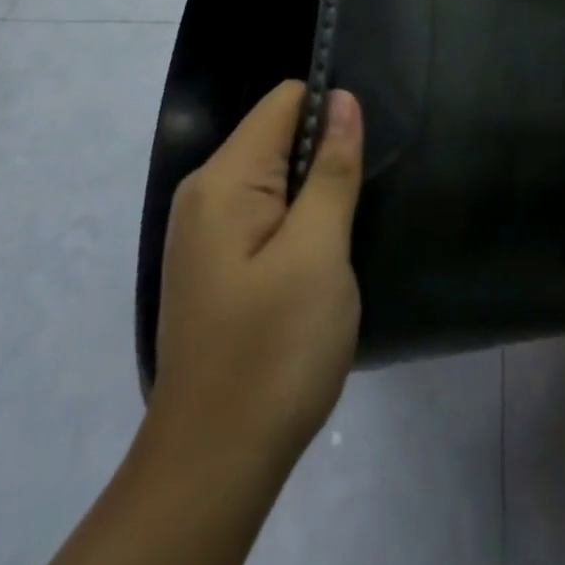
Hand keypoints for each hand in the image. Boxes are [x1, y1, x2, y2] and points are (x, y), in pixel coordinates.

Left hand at [151, 79, 364, 468]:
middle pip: (276, 136)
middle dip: (321, 159)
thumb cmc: (273, 350)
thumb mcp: (318, 252)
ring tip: (337, 243)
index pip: (284, 102)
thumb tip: (342, 99)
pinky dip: (293, 225)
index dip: (329, 113)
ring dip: (312, 197)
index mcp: (224, 178)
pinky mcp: (213, 263)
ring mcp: (204, 231)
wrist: (213, 465)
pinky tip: (312, 268)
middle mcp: (204, 192)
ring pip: (273, 177)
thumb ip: (332, 169)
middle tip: (354, 210)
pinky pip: (261, 214)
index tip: (360, 157)